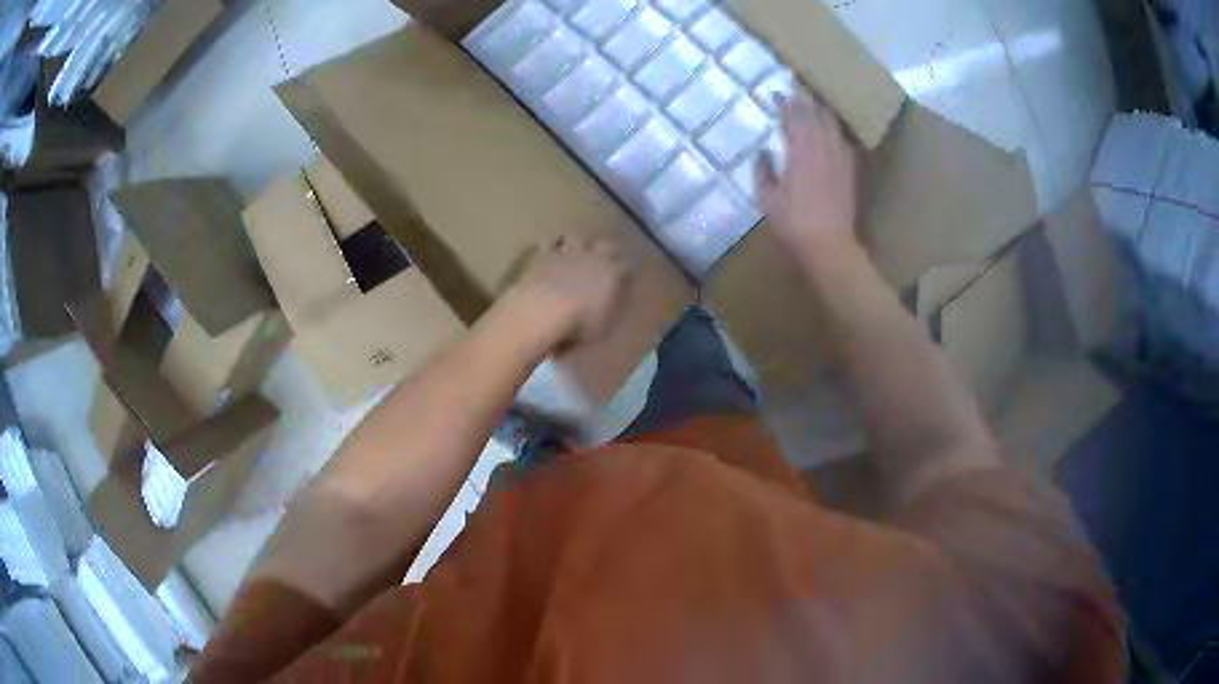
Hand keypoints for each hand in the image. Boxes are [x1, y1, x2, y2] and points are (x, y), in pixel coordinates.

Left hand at [510, 235, 629, 347]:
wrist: (542, 310)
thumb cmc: (577, 324)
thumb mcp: (601, 327)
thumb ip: (607, 311)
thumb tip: (608, 306)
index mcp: (612, 275)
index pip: (626, 267)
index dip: (625, 272)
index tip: (624, 278)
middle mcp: (593, 258)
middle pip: (607, 246)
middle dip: (608, 251)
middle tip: (605, 260)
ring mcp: (567, 252)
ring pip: (577, 237)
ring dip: (578, 242)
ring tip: (575, 250)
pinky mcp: (544, 254)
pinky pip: (549, 243)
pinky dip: (551, 246)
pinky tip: (549, 252)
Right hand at [756, 92, 860, 264]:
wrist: (830, 245)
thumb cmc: (793, 225)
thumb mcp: (767, 200)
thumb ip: (763, 172)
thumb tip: (762, 152)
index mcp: (800, 153)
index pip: (793, 118)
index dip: (784, 103)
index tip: (775, 93)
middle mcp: (822, 150)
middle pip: (815, 115)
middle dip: (805, 100)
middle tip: (796, 88)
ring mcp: (839, 159)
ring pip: (832, 125)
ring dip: (822, 111)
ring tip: (814, 103)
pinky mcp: (850, 171)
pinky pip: (844, 142)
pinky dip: (836, 131)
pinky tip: (833, 131)